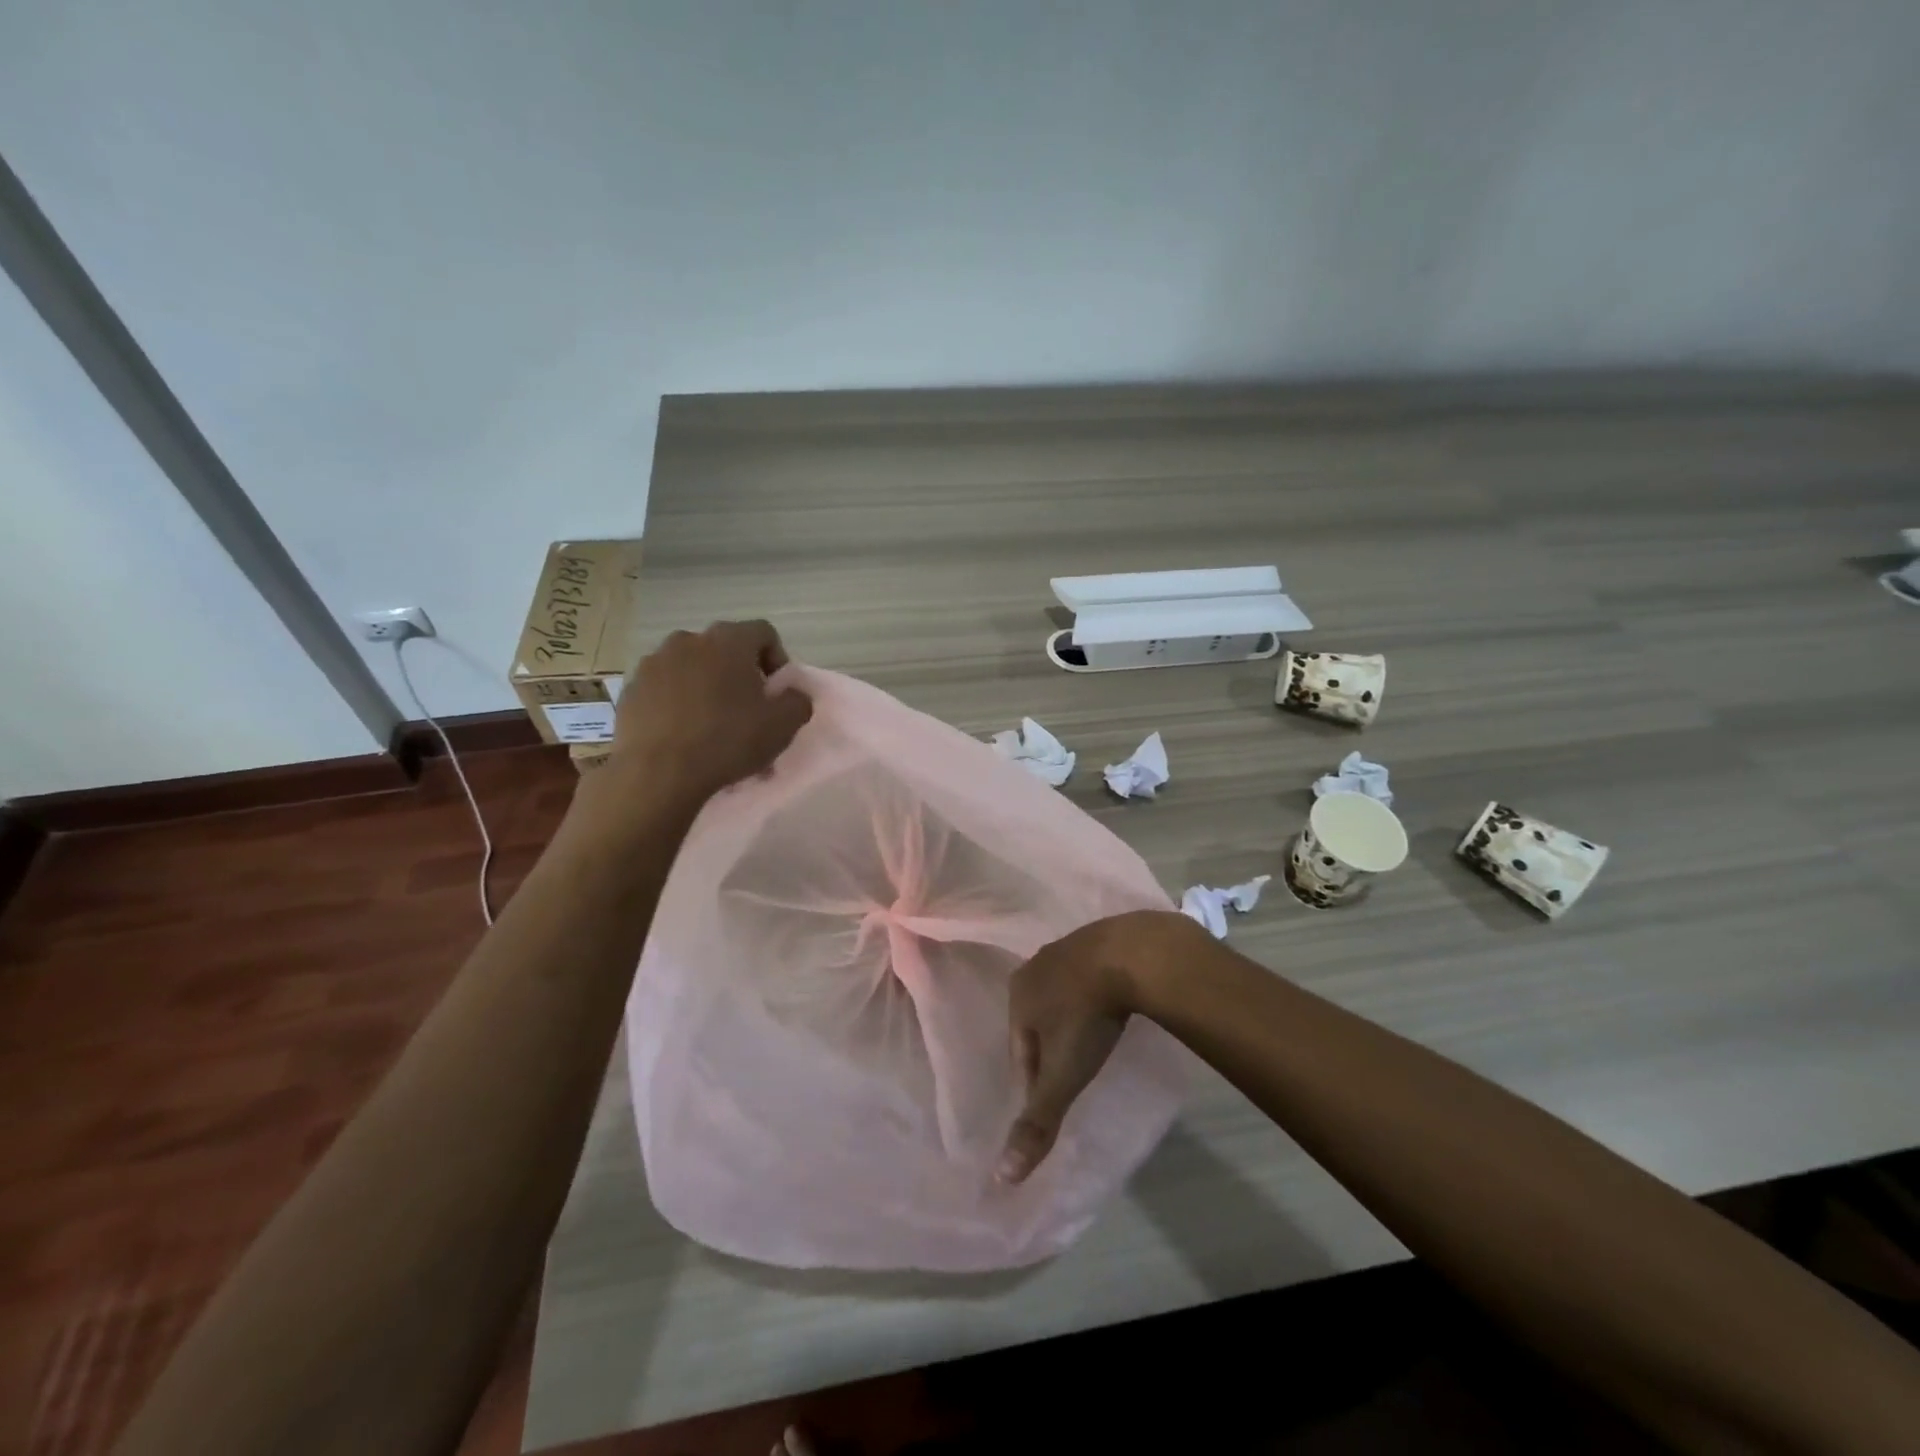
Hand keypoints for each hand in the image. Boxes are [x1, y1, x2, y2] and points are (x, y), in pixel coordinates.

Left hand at [606, 619, 812, 804]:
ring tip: (711, 724)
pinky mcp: (631, 689)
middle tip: (746, 709)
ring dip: (706, 687)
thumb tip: (792, 693)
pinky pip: (664, 689)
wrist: (657, 773)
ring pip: (692, 668)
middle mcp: (688, 640)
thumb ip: (798, 701)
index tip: (776, 692)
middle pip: (724, 649)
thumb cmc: (728, 741)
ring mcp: (654, 663)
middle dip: (739, 674)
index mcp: (728, 641)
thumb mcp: (783, 726)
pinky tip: (682, 733)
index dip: (777, 659)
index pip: (763, 633)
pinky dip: (677, 703)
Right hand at [996, 909, 1196, 1184]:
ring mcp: (1066, 947)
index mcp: (1017, 995)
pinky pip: (1087, 975)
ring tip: (1095, 1040)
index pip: (1017, 1051)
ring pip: (1061, 994)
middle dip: (1050, 1046)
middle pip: (1036, 1020)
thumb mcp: (1063, 1076)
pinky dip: (1095, 994)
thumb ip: (1037, 1122)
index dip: (1034, 1080)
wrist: (1132, 954)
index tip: (1056, 1098)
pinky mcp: (1097, 938)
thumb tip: (1002, 1178)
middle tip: (1075, 1071)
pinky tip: (1112, 1006)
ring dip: (1072, 1017)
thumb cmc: (1088, 1017)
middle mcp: (1034, 966)